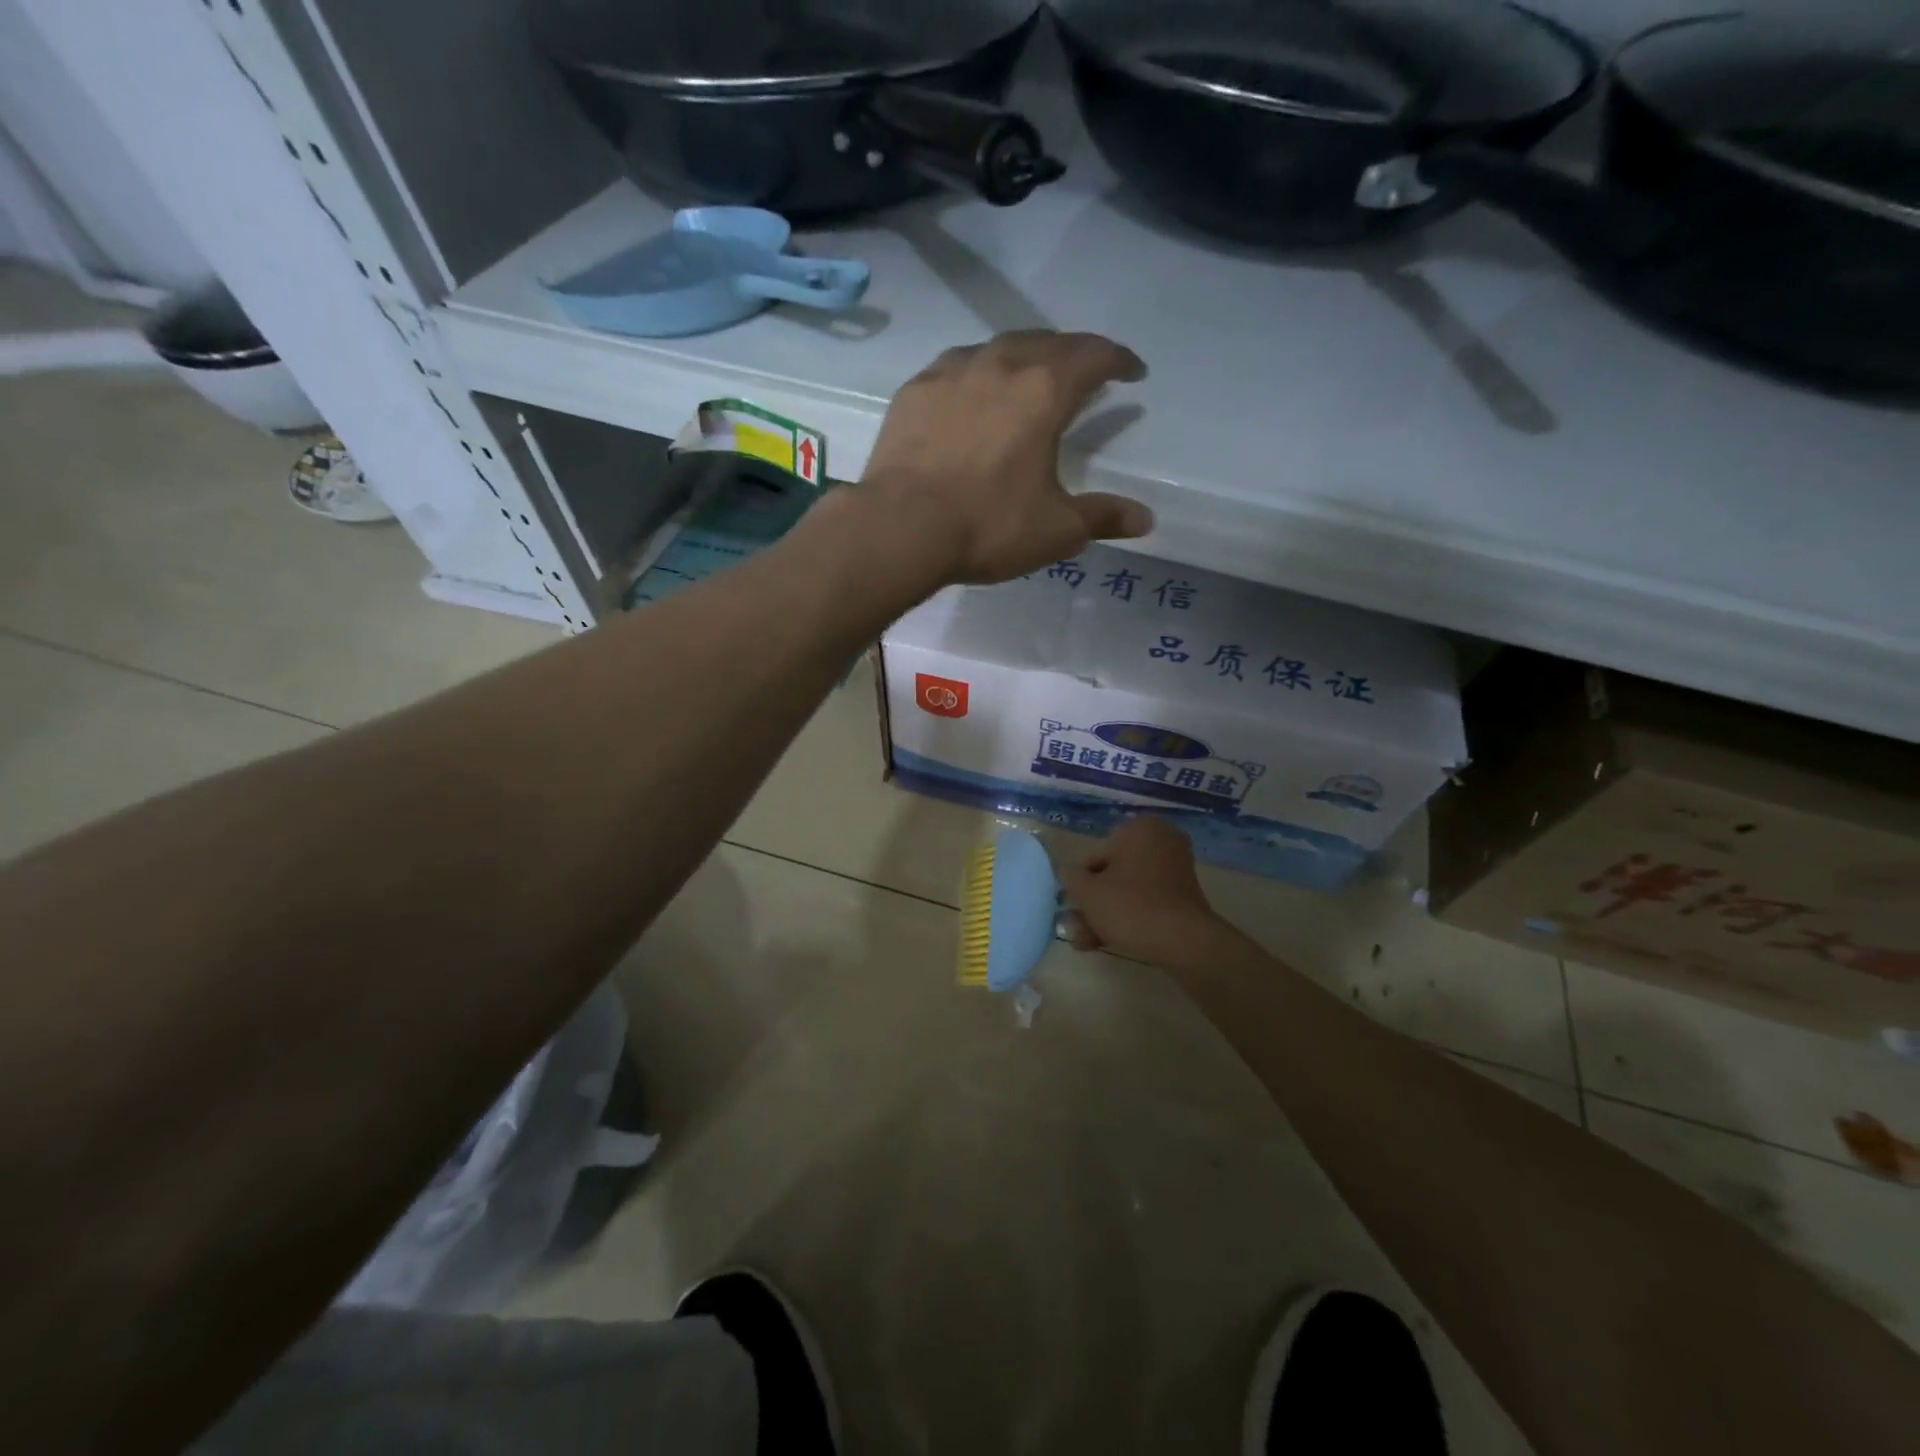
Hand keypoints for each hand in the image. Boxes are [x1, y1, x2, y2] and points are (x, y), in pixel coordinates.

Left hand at [858, 330, 1153, 584]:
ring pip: (998, 346)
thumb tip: (1146, 520)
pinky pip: (956, 366)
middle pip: (1047, 342)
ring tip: (1029, 374)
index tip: (1133, 373)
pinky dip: (977, 371)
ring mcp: (951, 372)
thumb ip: (1102, 518)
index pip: (1094, 357)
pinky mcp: (914, 391)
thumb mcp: (1055, 530)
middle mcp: (1000, 366)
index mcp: (1044, 392)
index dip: (1119, 361)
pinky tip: (971, 391)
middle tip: (1083, 371)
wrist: (900, 527)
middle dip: (1074, 352)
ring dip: (1024, 354)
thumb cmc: (987, 526)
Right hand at [1061, 816, 1226, 970]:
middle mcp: (1162, 841)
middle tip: (1077, 928)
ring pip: (1128, 891)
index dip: (1081, 883)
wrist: (1184, 942)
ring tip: (1087, 943)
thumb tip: (1071, 875)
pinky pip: (1147, 902)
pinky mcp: (1184, 897)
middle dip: (1094, 903)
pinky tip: (1108, 941)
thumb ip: (1071, 878)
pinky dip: (1129, 918)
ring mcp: (1176, 869)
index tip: (1074, 907)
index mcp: (1140, 828)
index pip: (1096, 855)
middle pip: (1113, 874)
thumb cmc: (1130, 907)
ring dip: (1106, 914)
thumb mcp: (1087, 892)